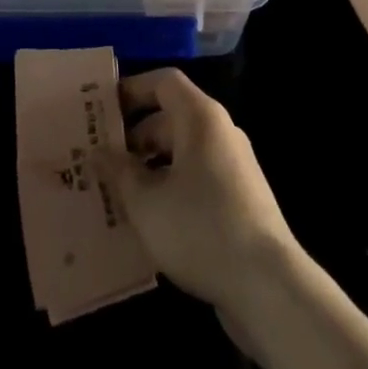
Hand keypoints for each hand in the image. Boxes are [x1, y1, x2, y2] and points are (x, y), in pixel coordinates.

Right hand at [99, 69, 302, 323]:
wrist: (268, 287)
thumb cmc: (200, 228)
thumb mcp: (146, 201)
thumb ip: (119, 171)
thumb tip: (98, 152)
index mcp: (200, 118)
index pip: (163, 82)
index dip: (131, 90)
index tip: (101, 110)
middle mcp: (220, 132)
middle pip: (170, 118)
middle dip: (133, 137)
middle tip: (98, 159)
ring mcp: (234, 167)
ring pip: (182, 153)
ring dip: (149, 168)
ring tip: (116, 194)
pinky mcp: (240, 200)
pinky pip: (196, 179)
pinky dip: (171, 189)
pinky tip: (148, 221)